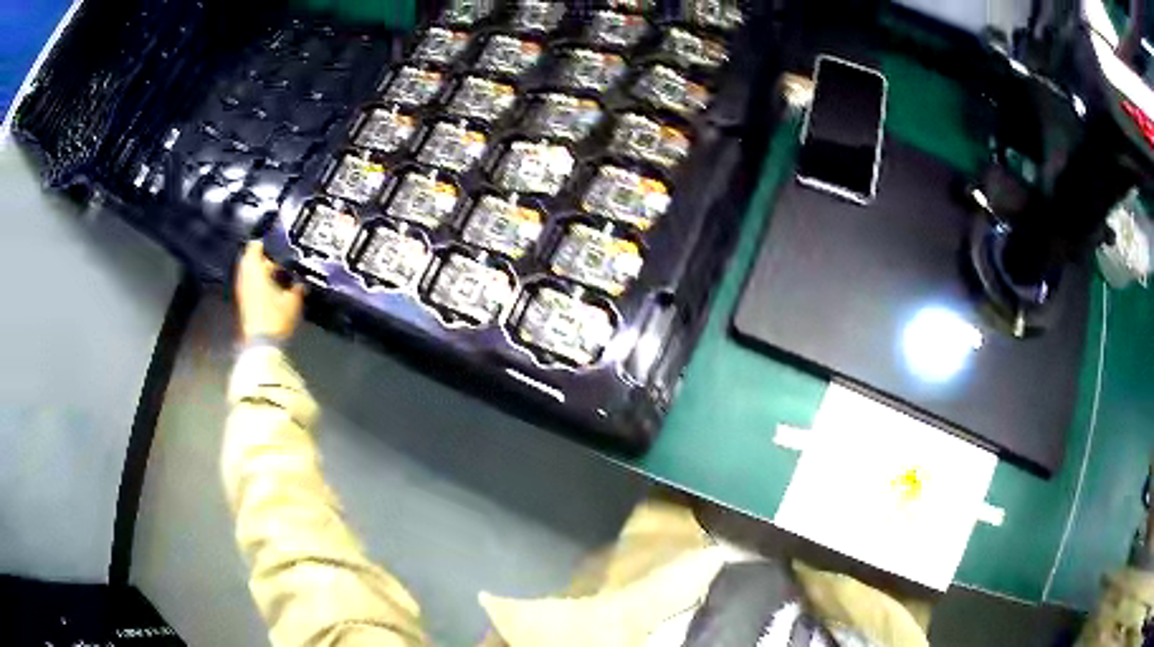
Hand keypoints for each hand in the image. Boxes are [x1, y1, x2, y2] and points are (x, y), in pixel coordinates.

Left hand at [236, 241, 304, 344]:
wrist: (261, 345)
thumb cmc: (276, 317)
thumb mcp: (293, 300)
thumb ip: (297, 287)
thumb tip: (300, 282)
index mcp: (255, 269)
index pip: (255, 246)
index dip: (266, 243)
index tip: (277, 244)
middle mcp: (245, 277)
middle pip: (251, 260)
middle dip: (264, 260)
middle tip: (279, 262)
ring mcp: (242, 291)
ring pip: (250, 274)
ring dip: (261, 273)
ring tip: (277, 277)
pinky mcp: (243, 304)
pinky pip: (250, 286)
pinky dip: (259, 285)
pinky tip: (272, 291)